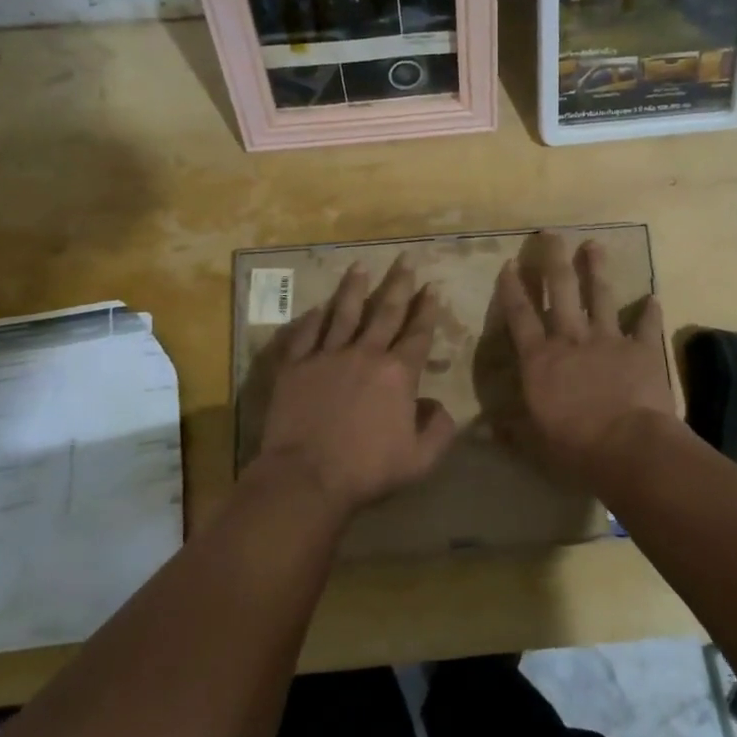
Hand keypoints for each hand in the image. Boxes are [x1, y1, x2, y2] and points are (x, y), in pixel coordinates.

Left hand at [255, 257, 458, 515]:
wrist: (306, 477)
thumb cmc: (366, 470)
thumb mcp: (419, 460)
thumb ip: (438, 430)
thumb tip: (440, 405)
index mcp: (398, 373)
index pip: (418, 333)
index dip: (426, 309)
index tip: (431, 286)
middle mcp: (366, 354)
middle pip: (385, 312)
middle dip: (398, 284)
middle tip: (405, 259)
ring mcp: (327, 356)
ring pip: (344, 313)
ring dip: (354, 288)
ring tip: (360, 266)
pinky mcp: (296, 366)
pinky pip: (306, 334)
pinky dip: (312, 319)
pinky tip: (317, 307)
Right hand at [492, 232, 675, 485]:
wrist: (629, 447)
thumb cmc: (574, 447)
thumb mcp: (534, 443)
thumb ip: (511, 430)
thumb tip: (485, 429)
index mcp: (540, 359)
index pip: (520, 316)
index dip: (512, 289)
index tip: (509, 264)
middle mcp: (571, 339)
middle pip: (560, 290)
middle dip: (553, 259)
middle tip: (550, 234)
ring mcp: (608, 340)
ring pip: (600, 295)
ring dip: (596, 269)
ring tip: (593, 245)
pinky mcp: (641, 349)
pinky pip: (646, 325)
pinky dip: (649, 311)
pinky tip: (653, 297)